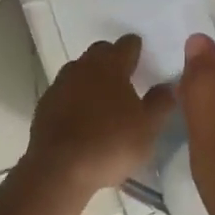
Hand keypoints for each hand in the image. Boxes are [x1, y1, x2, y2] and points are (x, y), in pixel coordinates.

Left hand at [26, 35, 176, 196]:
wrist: (59, 169)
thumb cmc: (110, 144)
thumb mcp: (148, 128)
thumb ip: (160, 103)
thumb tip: (169, 86)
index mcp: (112, 65)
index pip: (127, 44)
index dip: (136, 48)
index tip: (142, 57)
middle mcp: (84, 66)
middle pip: (100, 51)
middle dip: (112, 58)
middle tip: (124, 76)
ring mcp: (61, 83)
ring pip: (79, 70)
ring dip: (91, 77)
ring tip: (102, 98)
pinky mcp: (45, 104)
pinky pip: (64, 91)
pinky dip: (74, 97)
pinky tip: (80, 116)